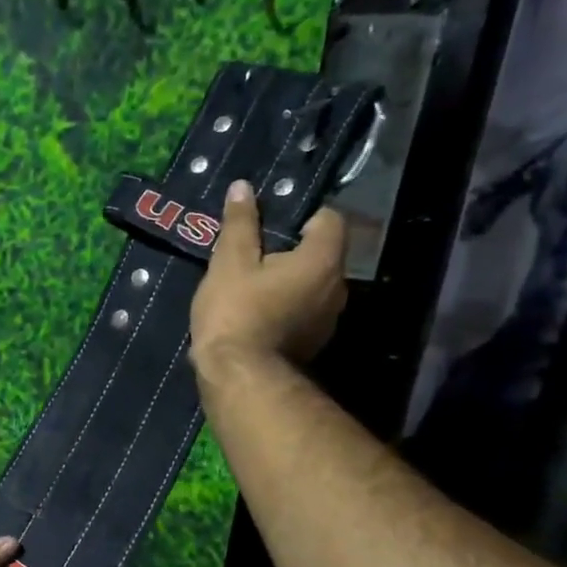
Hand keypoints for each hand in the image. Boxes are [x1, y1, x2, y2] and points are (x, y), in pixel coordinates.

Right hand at [190, 182, 347, 375]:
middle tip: (252, 252)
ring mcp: (329, 319)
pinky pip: (304, 311)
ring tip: (250, 284)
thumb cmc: (235, 312)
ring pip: (312, 284)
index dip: (301, 214)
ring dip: (288, 280)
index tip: (269, 222)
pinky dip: (286, 306)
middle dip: (291, 249)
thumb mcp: (229, 262)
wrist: (239, 377)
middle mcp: (337, 286)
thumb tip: (243, 188)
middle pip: (321, 253)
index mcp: (322, 260)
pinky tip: (255, 313)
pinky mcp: (314, 343)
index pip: (329, 219)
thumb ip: (240, 224)